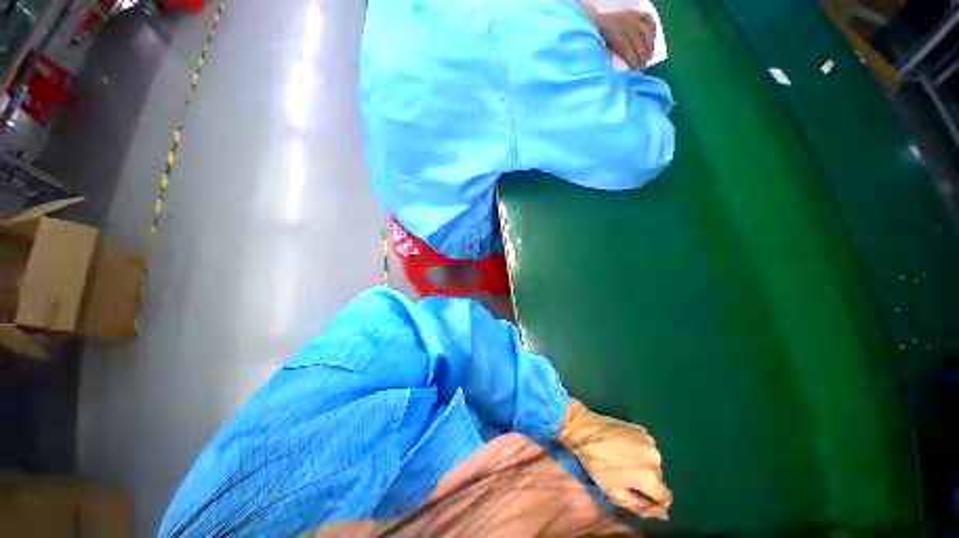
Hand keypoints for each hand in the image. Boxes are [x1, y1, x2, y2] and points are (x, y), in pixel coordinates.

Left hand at [558, 398, 671, 519]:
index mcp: (650, 477)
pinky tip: (622, 446)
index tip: (642, 499)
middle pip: (658, 479)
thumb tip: (662, 514)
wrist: (585, 430)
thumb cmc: (597, 464)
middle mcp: (655, 458)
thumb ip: (641, 507)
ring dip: (642, 465)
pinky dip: (638, 449)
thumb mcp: (614, 493)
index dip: (655, 503)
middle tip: (625, 477)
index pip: (666, 498)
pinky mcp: (642, 429)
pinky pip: (646, 446)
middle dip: (646, 482)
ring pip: (652, 461)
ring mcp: (649, 440)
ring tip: (621, 460)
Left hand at [584, 6, 656, 70]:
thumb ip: (607, 56)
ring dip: (649, 44)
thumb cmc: (595, 40)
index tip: (636, 69)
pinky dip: (652, 29)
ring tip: (650, 56)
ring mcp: (629, 16)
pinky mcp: (633, 12)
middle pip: (637, 38)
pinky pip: (647, 18)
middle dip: (642, 53)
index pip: (626, 46)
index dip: (632, 59)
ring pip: (644, 29)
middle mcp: (622, 21)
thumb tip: (618, 68)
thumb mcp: (598, 49)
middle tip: (644, 65)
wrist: (593, 22)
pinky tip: (653, 40)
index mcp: (611, 31)